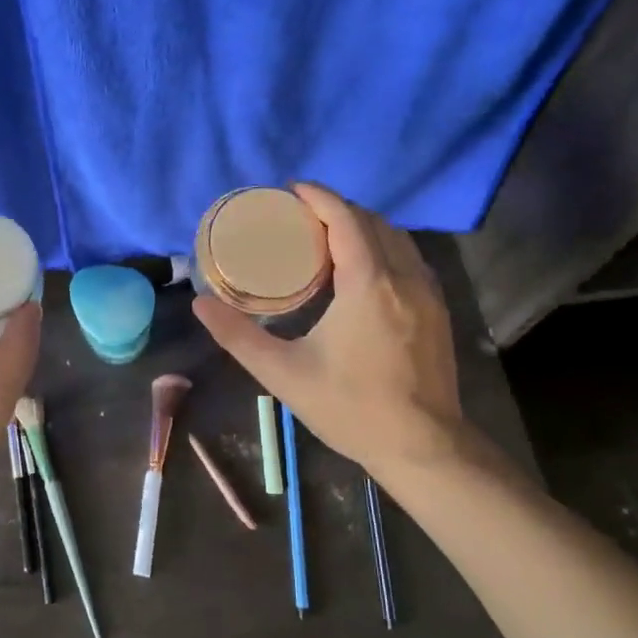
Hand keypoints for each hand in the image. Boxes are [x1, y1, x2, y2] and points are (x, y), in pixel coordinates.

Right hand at [193, 184, 468, 488]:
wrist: (424, 447)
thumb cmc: (351, 408)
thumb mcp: (284, 374)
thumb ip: (238, 336)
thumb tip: (199, 305)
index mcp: (368, 284)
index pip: (345, 218)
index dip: (318, 196)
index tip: (291, 189)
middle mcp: (403, 277)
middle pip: (372, 221)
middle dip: (337, 209)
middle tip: (300, 217)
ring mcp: (428, 293)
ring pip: (397, 238)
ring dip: (362, 227)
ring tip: (327, 239)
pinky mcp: (438, 310)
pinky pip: (409, 259)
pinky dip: (383, 248)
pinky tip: (361, 272)